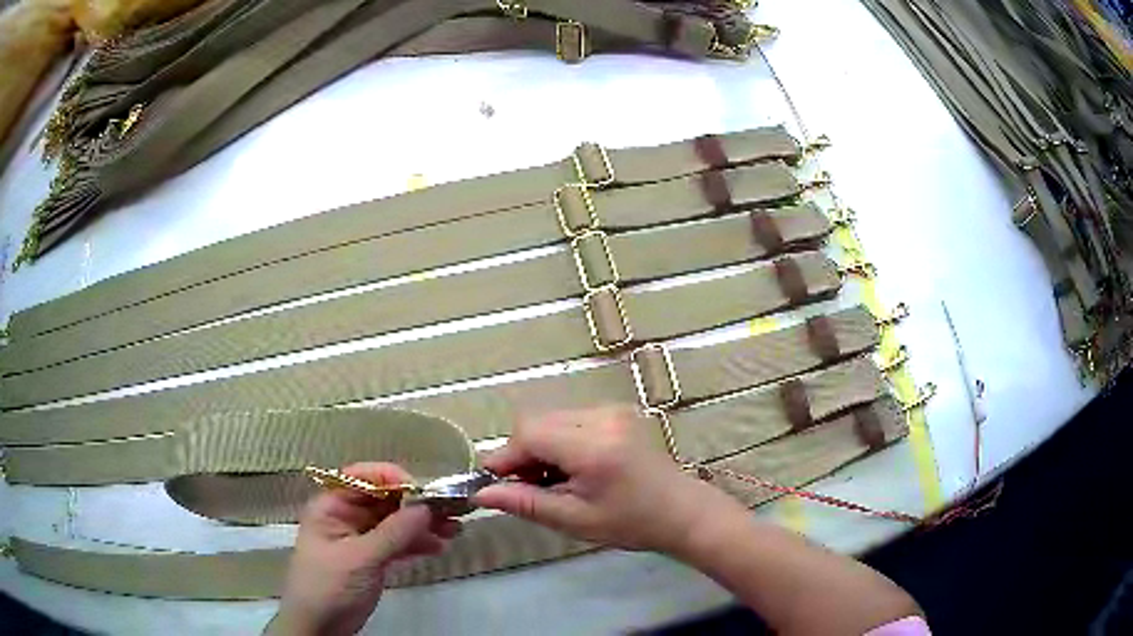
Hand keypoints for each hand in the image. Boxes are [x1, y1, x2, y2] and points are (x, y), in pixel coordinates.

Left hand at [266, 463, 460, 635]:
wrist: (319, 626)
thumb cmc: (330, 586)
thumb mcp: (360, 558)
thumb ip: (394, 533)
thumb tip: (426, 506)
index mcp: (333, 506)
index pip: (364, 479)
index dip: (394, 479)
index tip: (424, 490)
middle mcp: (347, 517)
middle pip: (385, 501)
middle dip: (417, 504)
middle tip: (452, 510)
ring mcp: (361, 539)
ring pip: (396, 523)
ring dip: (423, 525)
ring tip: (455, 530)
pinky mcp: (373, 559)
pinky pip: (398, 544)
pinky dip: (417, 544)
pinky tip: (438, 547)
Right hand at [473, 407, 735, 554]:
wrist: (681, 512)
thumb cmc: (630, 523)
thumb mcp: (574, 520)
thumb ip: (525, 502)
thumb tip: (481, 493)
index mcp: (593, 446)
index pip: (529, 434)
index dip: (505, 457)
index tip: (494, 483)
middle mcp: (602, 417)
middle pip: (537, 422)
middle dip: (522, 453)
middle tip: (527, 487)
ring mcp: (612, 410)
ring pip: (551, 419)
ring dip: (540, 447)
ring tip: (552, 480)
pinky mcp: (617, 412)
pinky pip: (570, 419)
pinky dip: (559, 441)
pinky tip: (572, 468)